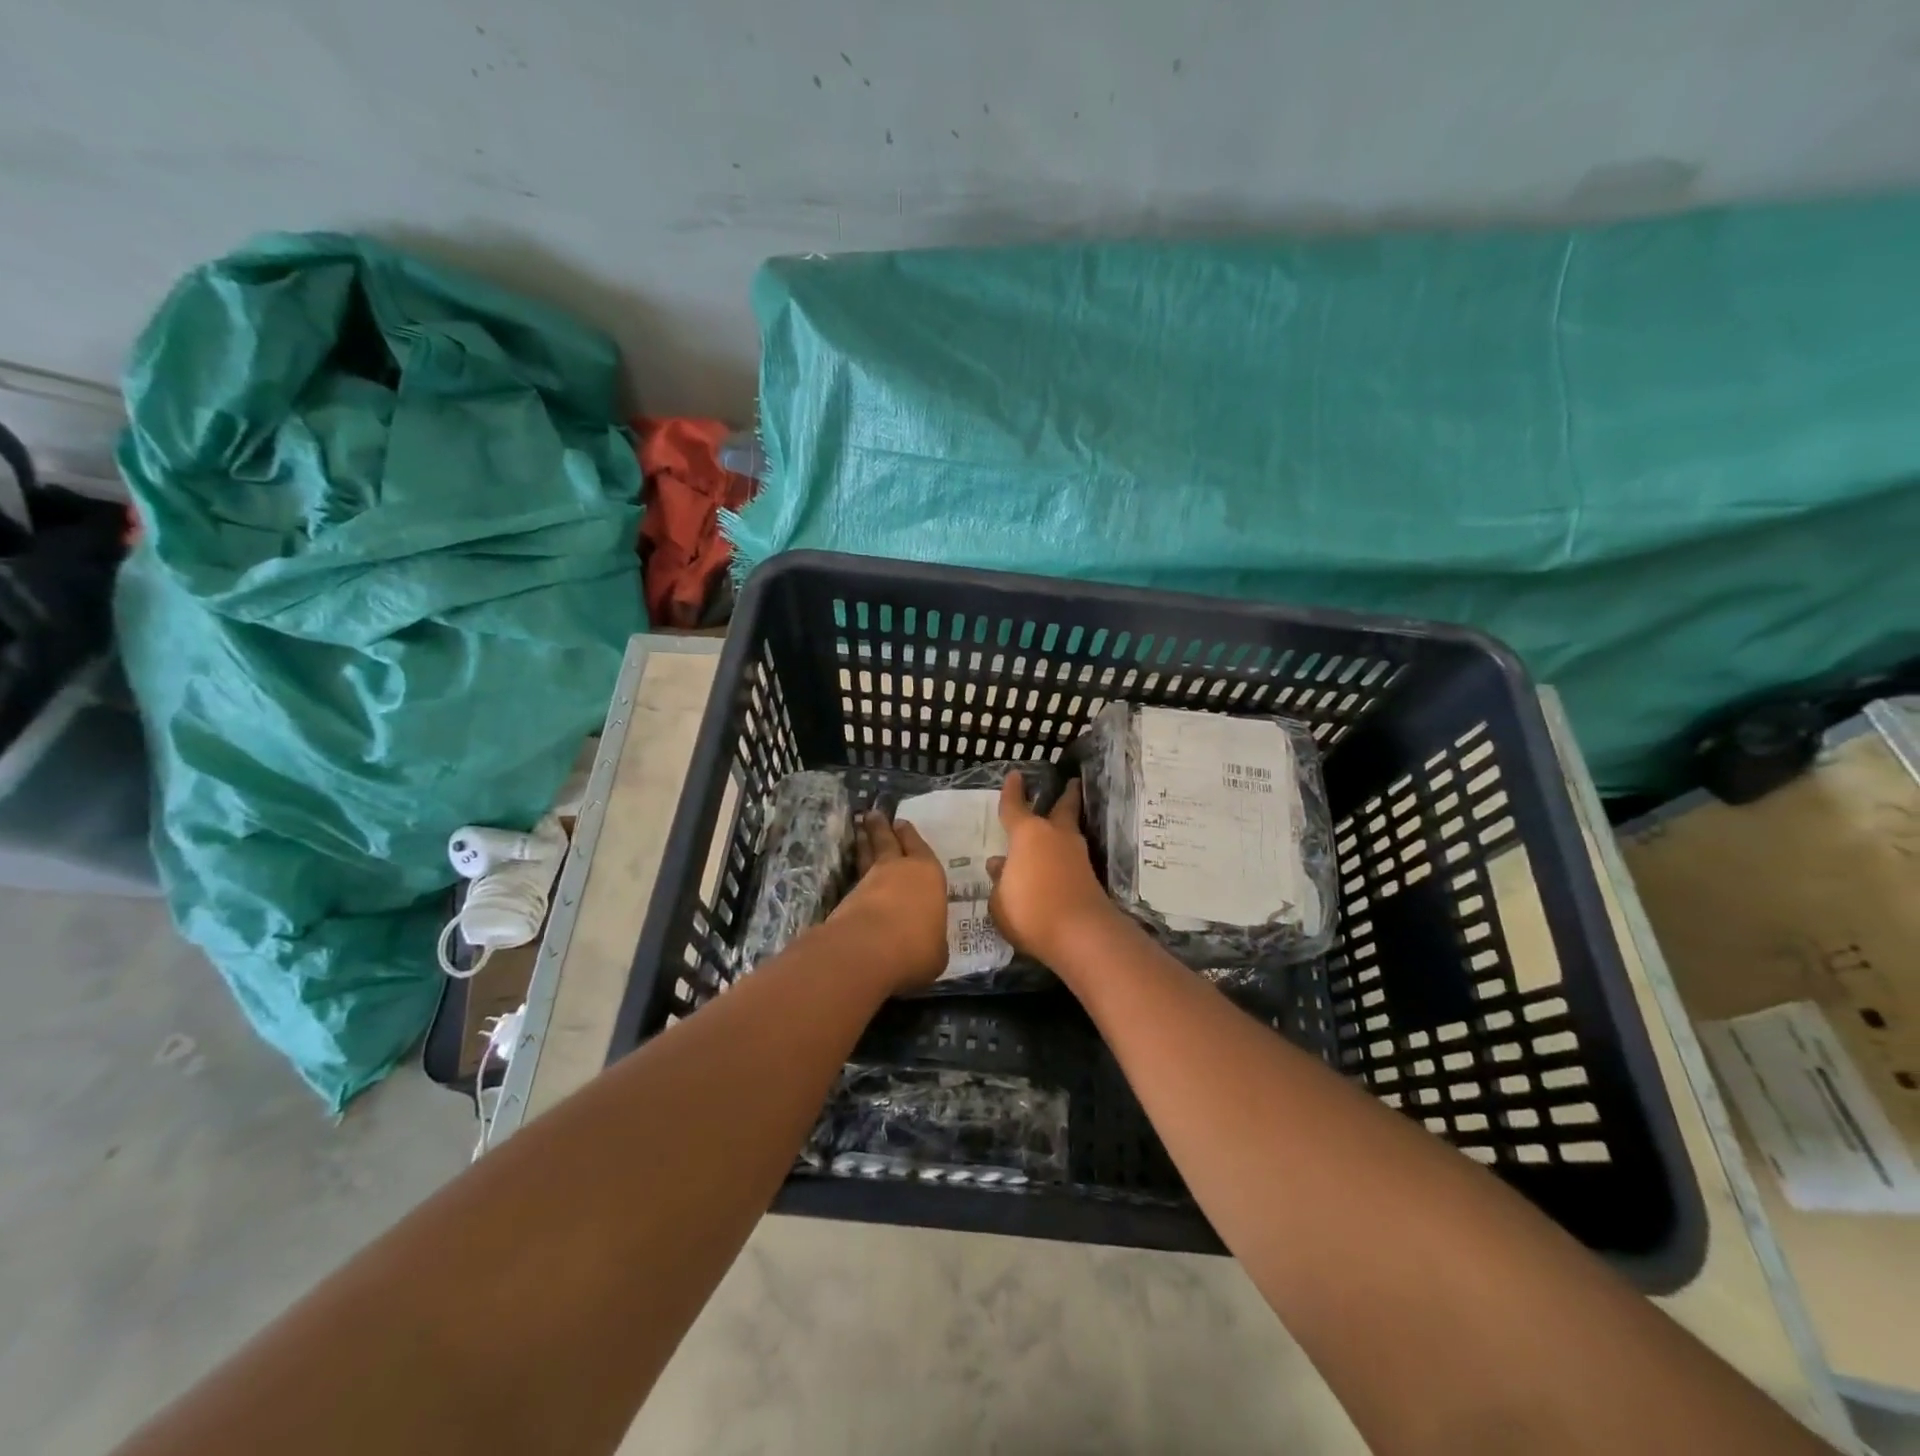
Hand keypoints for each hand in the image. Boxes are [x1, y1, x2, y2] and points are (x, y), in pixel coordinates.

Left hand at [827, 809, 949, 993]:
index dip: (910, 836)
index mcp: (928, 875)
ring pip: (867, 855)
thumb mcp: (937, 951)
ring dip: (863, 841)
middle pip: (888, 842)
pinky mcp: (846, 899)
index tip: (900, 822)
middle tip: (873, 814)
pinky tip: (855, 875)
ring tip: (859, 829)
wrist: (868, 952)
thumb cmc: (916, 947)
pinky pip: (854, 879)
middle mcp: (898, 871)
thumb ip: (931, 940)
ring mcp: (869, 882)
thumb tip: (926, 944)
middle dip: (881, 827)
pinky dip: (854, 872)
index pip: (920, 849)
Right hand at [986, 774, 1126, 967]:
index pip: (1014, 807)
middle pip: (1062, 808)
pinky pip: (1072, 856)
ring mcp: (1076, 855)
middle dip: (1066, 795)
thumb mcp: (1000, 900)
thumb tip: (999, 864)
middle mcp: (1055, 836)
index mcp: (1027, 834)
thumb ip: (999, 880)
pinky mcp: (1090, 876)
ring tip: (1060, 822)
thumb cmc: (1030, 912)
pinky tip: (1058, 861)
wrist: (1081, 935)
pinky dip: (1066, 853)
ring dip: (1066, 824)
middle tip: (1072, 782)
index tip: (1015, 774)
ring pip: (1070, 831)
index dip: (1012, 791)